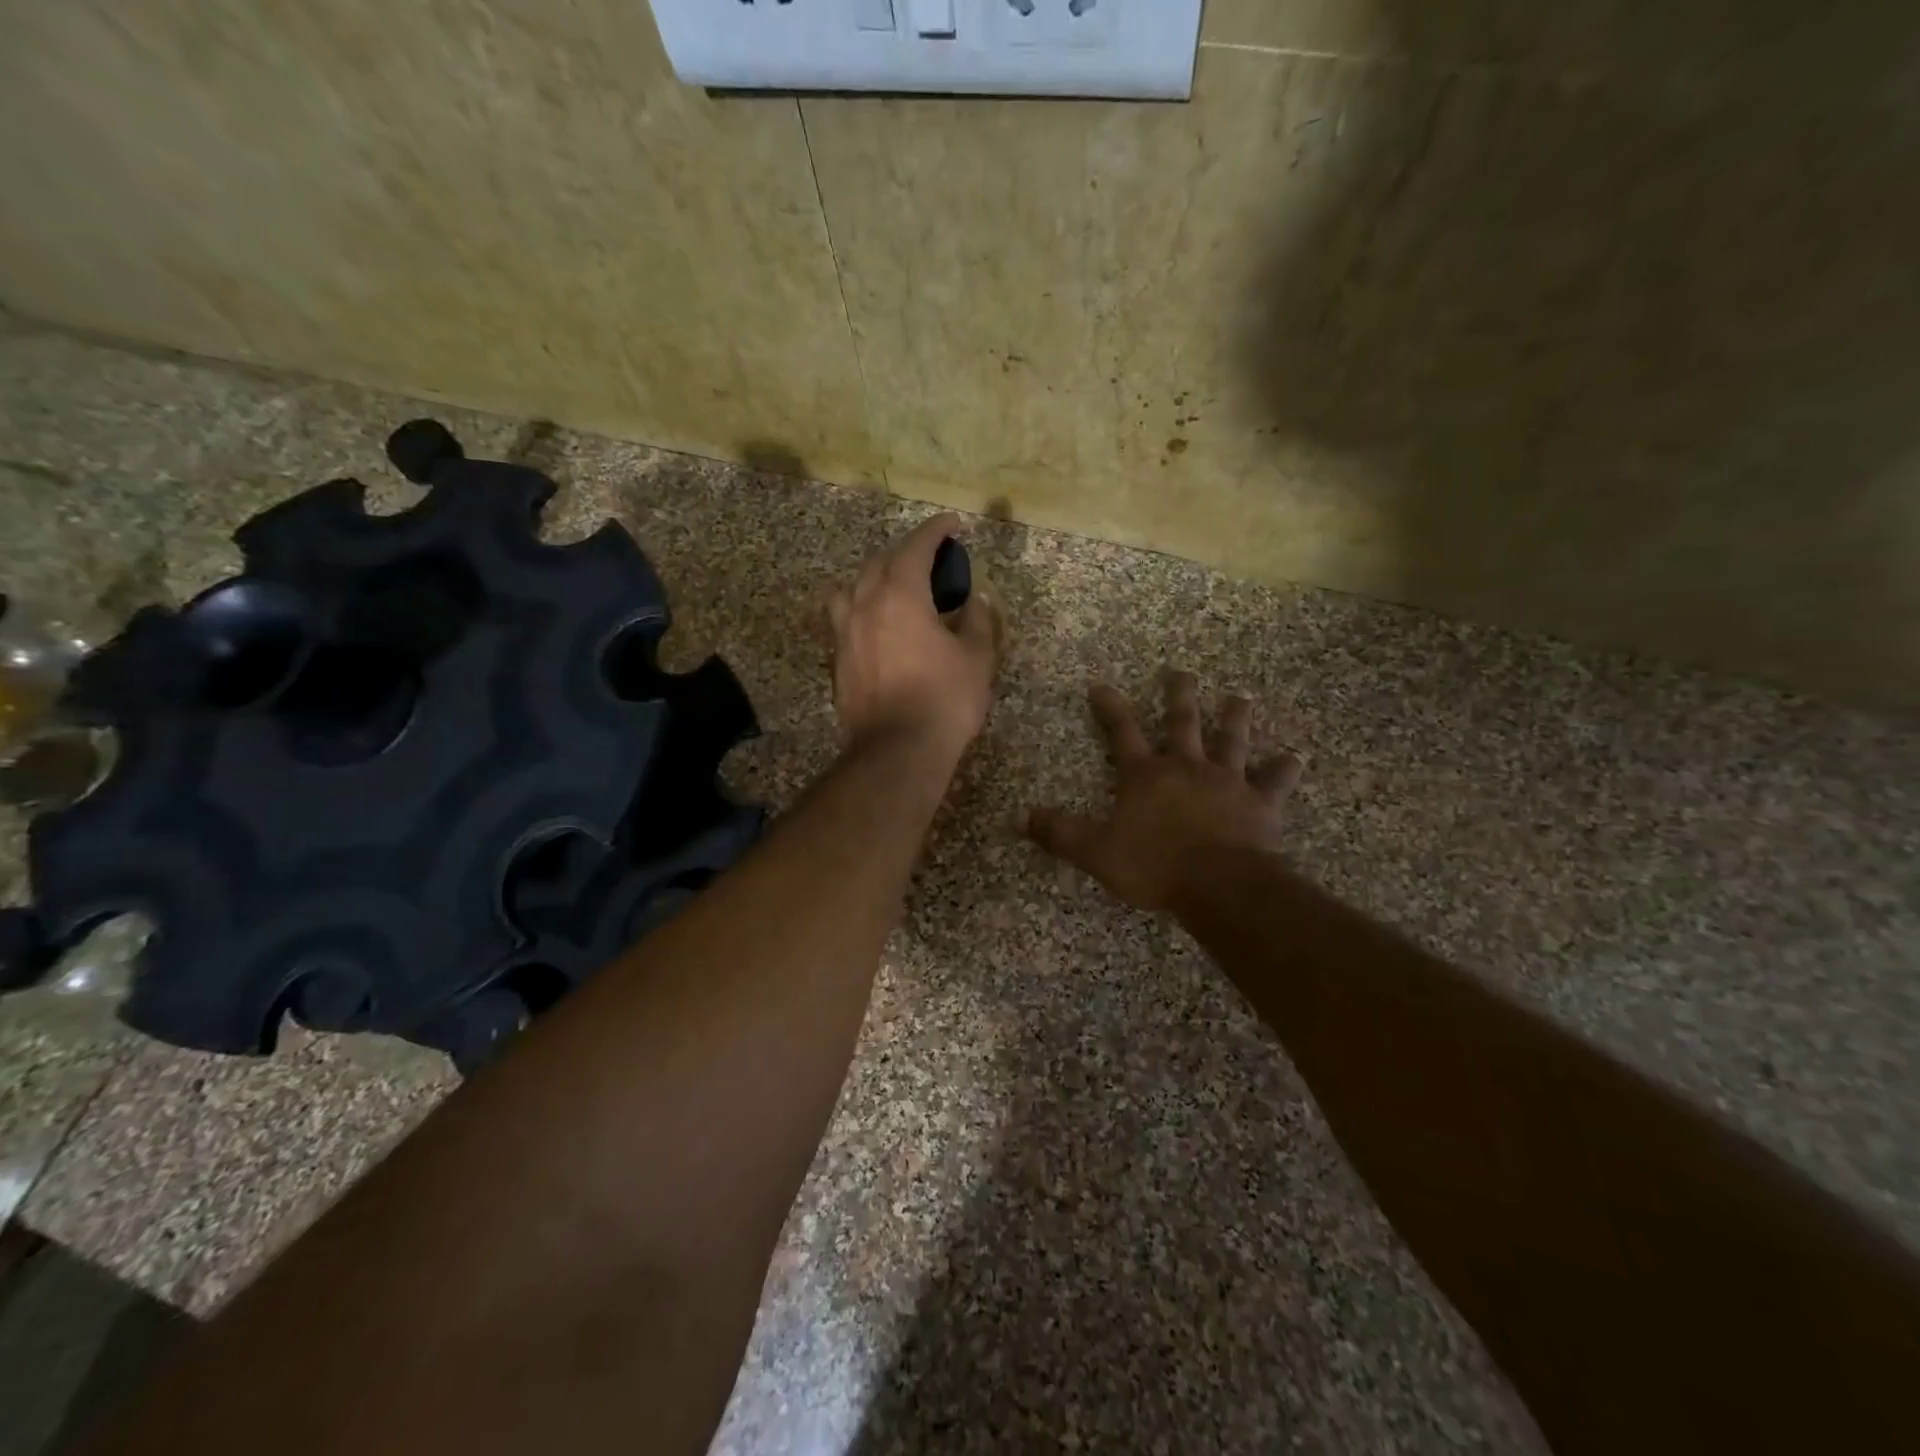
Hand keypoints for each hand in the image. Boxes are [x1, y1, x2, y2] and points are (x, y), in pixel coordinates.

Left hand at [828, 514, 997, 756]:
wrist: (897, 751)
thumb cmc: (944, 700)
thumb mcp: (976, 658)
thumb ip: (977, 621)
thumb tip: (976, 600)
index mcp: (900, 595)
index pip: (915, 547)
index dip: (935, 531)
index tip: (952, 524)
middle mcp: (864, 605)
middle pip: (879, 562)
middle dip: (905, 553)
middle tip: (930, 562)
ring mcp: (844, 634)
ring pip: (852, 589)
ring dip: (874, 580)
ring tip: (893, 591)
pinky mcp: (837, 662)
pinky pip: (844, 621)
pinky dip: (862, 611)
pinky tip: (878, 628)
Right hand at [1027, 671, 1301, 911]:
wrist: (1219, 885)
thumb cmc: (1154, 865)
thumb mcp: (1095, 851)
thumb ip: (1059, 833)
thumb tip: (1018, 818)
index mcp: (1146, 776)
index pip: (1122, 733)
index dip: (1110, 708)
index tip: (1101, 684)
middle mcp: (1186, 768)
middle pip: (1182, 723)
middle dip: (1179, 696)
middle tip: (1182, 671)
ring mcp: (1227, 782)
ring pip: (1231, 741)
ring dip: (1234, 718)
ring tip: (1239, 697)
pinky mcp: (1260, 803)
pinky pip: (1274, 781)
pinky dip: (1284, 769)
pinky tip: (1294, 757)